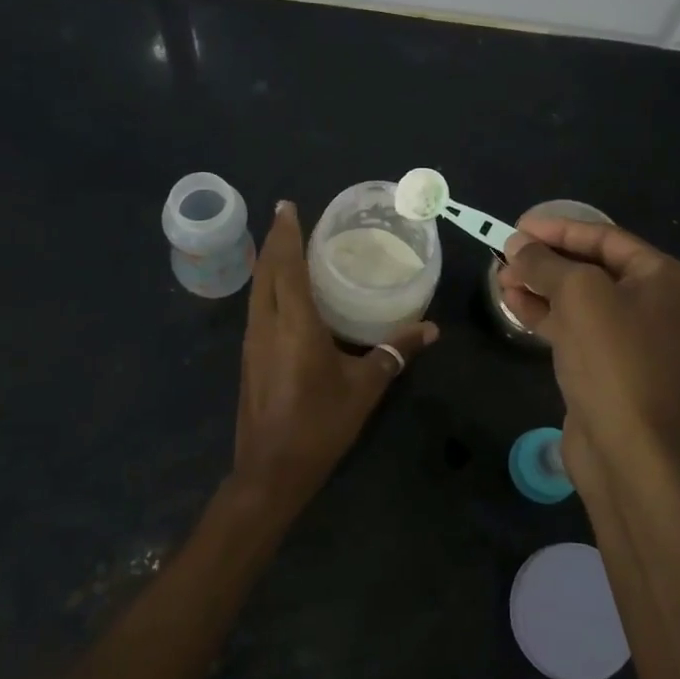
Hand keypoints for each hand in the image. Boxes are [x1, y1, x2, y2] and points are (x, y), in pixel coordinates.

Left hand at [233, 201, 437, 513]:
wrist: (270, 471)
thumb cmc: (320, 424)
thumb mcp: (364, 387)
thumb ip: (396, 352)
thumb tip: (430, 329)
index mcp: (293, 323)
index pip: (286, 266)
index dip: (286, 233)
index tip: (287, 206)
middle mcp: (266, 324)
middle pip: (265, 271)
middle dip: (274, 240)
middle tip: (287, 216)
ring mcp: (252, 342)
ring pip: (256, 290)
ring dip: (267, 264)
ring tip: (284, 246)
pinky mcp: (249, 358)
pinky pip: (256, 308)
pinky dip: (266, 287)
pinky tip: (281, 293)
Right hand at [498, 215, 679, 478]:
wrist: (626, 450)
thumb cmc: (612, 358)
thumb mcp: (577, 294)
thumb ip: (544, 262)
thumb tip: (515, 245)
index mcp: (667, 279)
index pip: (606, 238)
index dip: (559, 229)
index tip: (517, 227)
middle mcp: (659, 304)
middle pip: (594, 268)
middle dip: (546, 260)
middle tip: (505, 255)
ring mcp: (636, 339)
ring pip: (582, 300)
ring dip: (541, 286)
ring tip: (500, 279)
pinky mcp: (612, 367)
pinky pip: (578, 328)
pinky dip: (547, 315)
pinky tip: (513, 304)